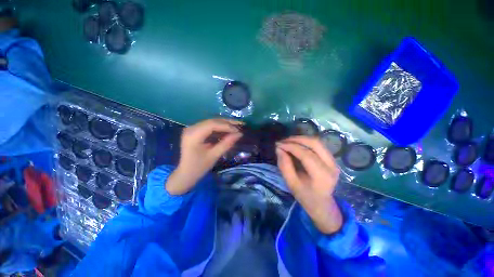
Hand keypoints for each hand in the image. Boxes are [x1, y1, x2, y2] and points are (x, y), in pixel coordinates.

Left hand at [166, 119, 243, 194]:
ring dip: (224, 124)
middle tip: (241, 124)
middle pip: (212, 121)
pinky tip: (228, 130)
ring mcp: (192, 129)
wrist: (185, 174)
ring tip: (236, 126)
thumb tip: (239, 134)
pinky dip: (220, 128)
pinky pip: (209, 127)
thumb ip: (226, 143)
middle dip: (227, 123)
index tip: (239, 130)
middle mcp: (191, 128)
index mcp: (193, 135)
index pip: (212, 125)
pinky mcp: (195, 131)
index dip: (227, 126)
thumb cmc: (198, 168)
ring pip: (212, 122)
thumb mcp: (214, 156)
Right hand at [276, 136, 342, 233]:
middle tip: (283, 141)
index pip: (306, 154)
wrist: (322, 204)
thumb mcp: (291, 183)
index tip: (278, 144)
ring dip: (301, 139)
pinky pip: (318, 145)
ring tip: (288, 141)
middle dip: (297, 139)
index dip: (291, 147)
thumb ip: (284, 165)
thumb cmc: (305, 196)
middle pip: (315, 144)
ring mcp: (334, 161)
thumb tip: (279, 148)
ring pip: (317, 142)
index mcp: (321, 176)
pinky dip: (306, 142)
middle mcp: (331, 166)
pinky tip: (296, 144)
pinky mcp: (332, 159)